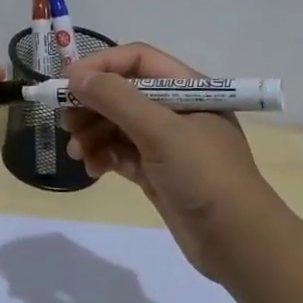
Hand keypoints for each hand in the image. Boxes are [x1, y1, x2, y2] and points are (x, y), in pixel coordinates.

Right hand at [62, 43, 280, 279]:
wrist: (237, 242)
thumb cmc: (203, 174)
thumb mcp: (160, 130)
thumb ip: (116, 99)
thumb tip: (76, 77)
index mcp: (187, 88)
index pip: (137, 60)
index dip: (101, 66)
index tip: (67, 83)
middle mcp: (175, 109)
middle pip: (122, 92)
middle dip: (91, 104)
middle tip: (65, 122)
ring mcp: (166, 143)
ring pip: (116, 124)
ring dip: (92, 133)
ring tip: (77, 152)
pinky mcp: (156, 171)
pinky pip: (120, 152)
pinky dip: (102, 156)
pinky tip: (92, 169)